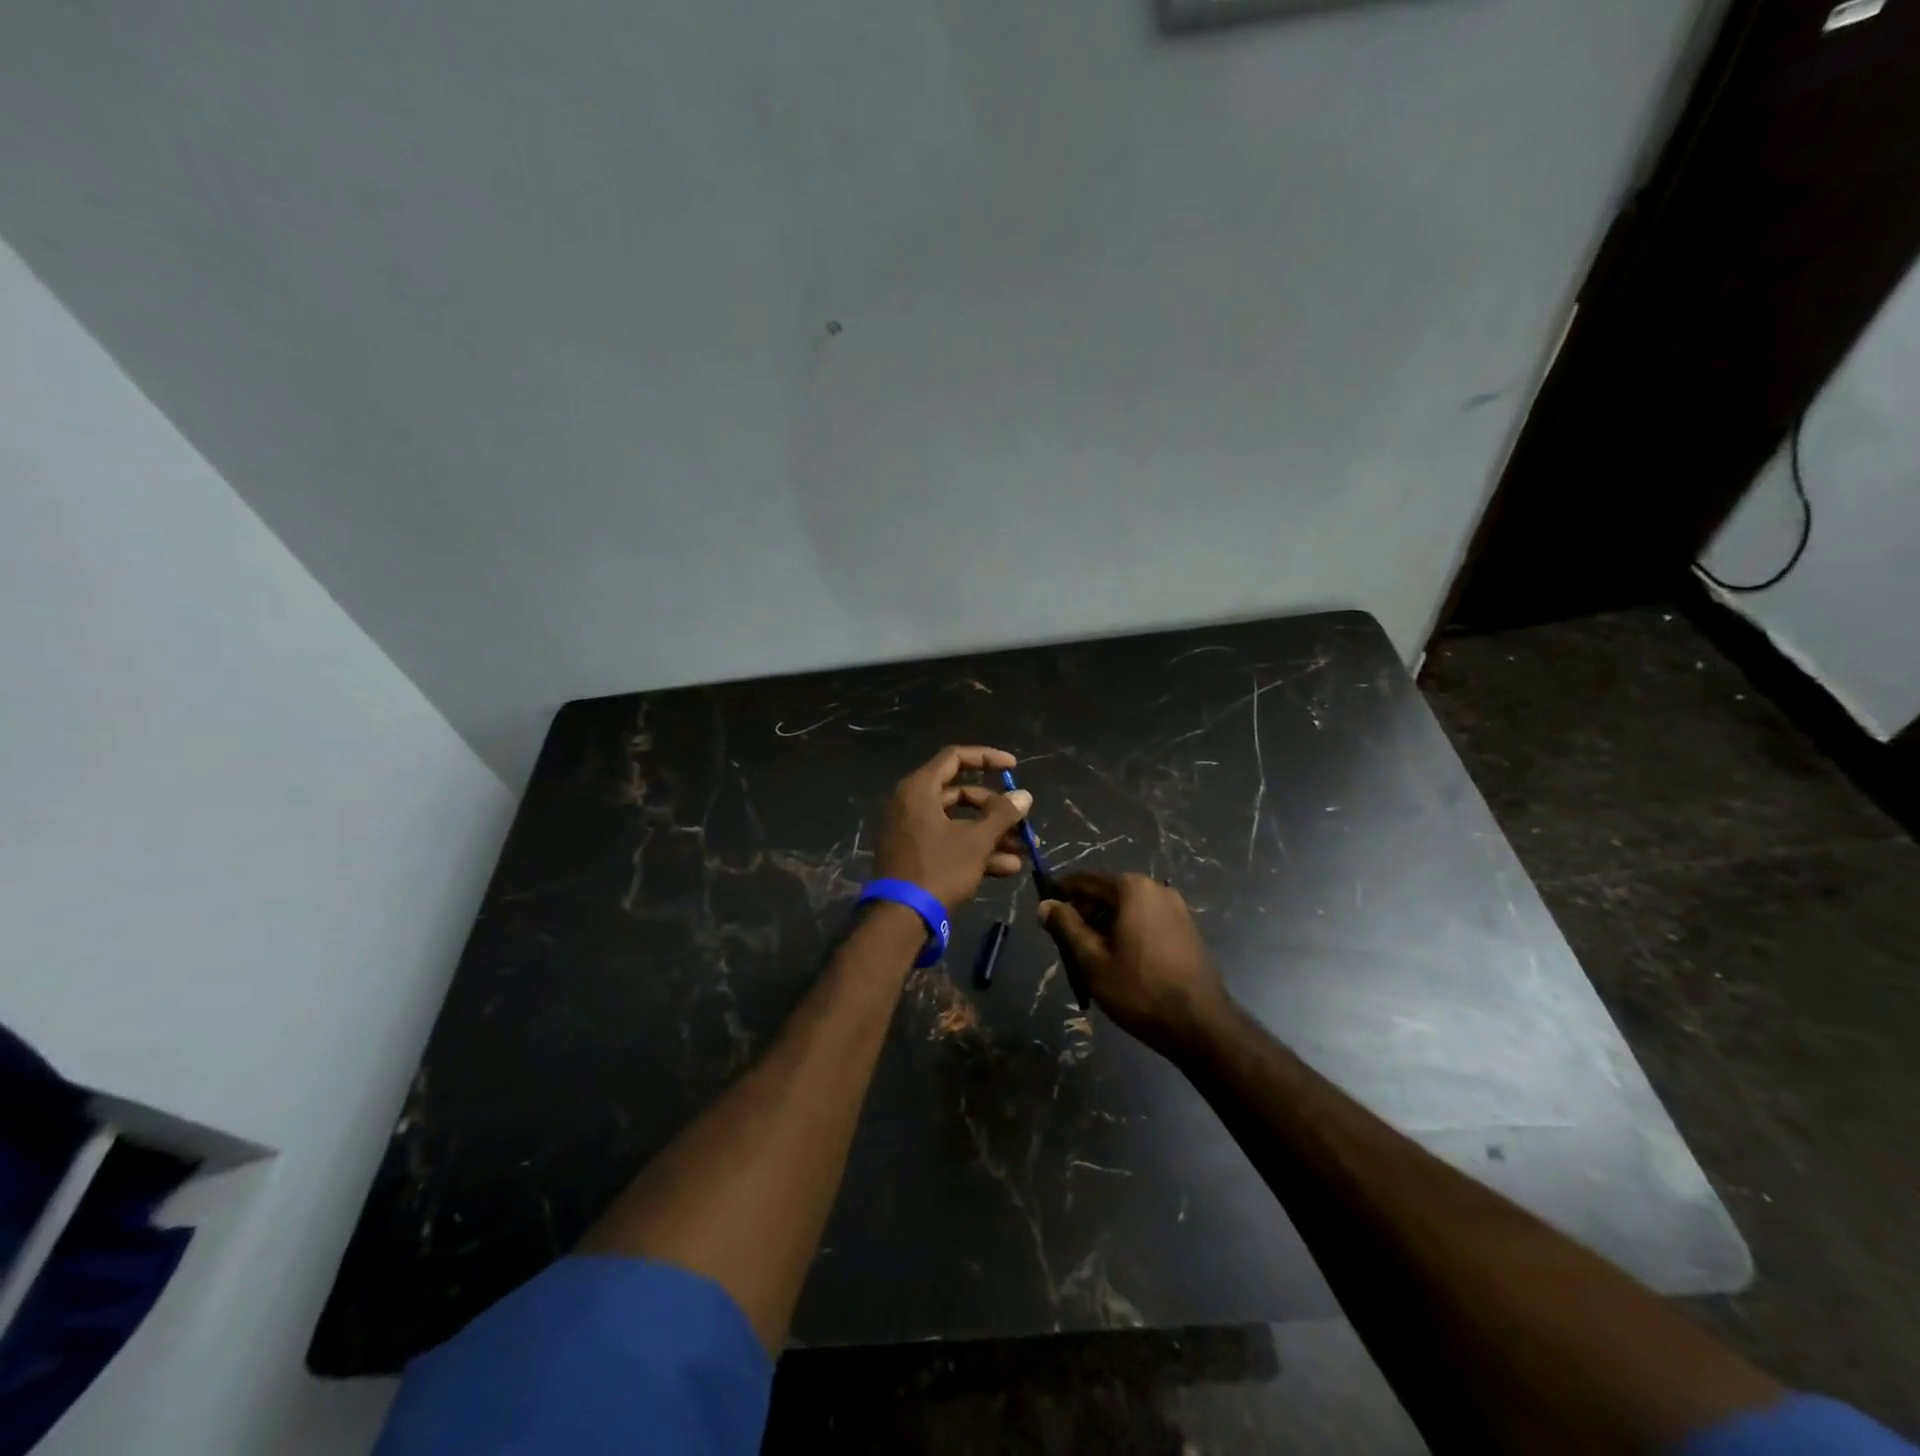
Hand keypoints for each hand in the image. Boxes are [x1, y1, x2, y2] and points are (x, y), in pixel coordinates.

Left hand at [872, 746, 1034, 911]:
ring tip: (1024, 849)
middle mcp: (911, 805)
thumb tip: (1024, 795)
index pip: (955, 758)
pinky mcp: (916, 856)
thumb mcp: (976, 841)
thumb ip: (1002, 814)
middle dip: (995, 808)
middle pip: (960, 794)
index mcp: (919, 790)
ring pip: (958, 823)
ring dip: (992, 834)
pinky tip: (1008, 868)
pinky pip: (949, 843)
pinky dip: (976, 851)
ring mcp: (912, 832)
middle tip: (1021, 820)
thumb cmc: (938, 869)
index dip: (986, 758)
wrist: (900, 918)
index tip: (1013, 767)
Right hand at [1038, 873, 1231, 1057]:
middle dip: (1083, 911)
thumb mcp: (1092, 960)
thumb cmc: (1139, 990)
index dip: (1060, 892)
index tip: (1043, 909)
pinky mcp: (1185, 927)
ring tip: (1089, 954)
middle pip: (1107, 892)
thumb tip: (1045, 904)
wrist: (1200, 1025)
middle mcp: (1155, 888)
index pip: (1084, 880)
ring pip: (1126, 907)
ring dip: (1104, 923)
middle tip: (1064, 940)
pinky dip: (1126, 930)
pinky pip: (1145, 919)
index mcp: (1131, 889)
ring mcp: (1175, 907)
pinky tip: (1119, 958)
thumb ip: (1066, 926)